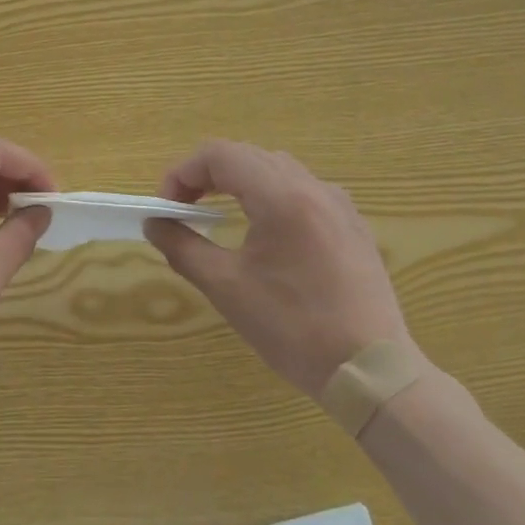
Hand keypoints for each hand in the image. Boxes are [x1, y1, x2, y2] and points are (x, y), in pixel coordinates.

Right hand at [144, 141, 411, 400]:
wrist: (370, 370)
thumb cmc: (292, 327)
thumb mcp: (226, 287)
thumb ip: (182, 247)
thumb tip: (154, 224)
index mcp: (282, 197)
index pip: (220, 154)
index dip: (182, 173)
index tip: (165, 209)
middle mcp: (313, 187)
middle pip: (247, 156)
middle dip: (205, 176)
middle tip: (182, 210)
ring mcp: (338, 204)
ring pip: (276, 169)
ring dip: (237, 182)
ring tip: (215, 216)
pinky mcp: (352, 224)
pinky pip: (301, 190)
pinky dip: (268, 196)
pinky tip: (262, 232)